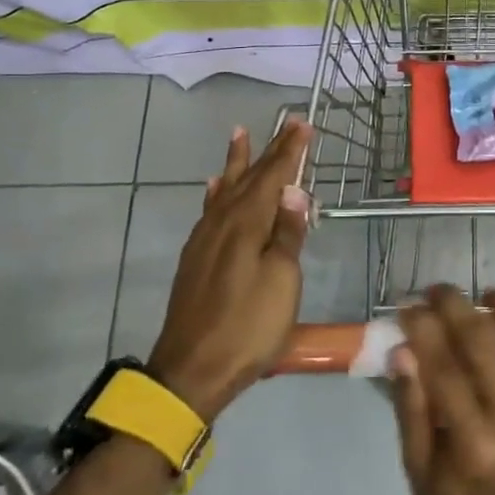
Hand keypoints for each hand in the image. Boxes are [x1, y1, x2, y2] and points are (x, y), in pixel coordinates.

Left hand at [146, 119, 311, 421]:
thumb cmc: (248, 327)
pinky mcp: (196, 258)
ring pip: (225, 189)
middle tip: (285, 123)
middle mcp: (223, 223)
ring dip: (236, 162)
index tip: (302, 123)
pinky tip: (215, 188)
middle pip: (249, 178)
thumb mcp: (281, 281)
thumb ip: (287, 234)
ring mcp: (205, 240)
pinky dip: (216, 193)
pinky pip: (209, 210)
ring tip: (239, 135)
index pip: (272, 177)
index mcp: (247, 225)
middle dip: (269, 150)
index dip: (289, 151)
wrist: (192, 371)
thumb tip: (293, 190)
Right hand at [389, 287, 494, 494]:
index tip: (407, 306)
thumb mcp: (418, 471)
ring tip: (490, 293)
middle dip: (457, 307)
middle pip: (485, 345)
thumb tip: (403, 351)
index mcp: (473, 445)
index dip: (423, 329)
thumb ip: (411, 410)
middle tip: (439, 290)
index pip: (444, 367)